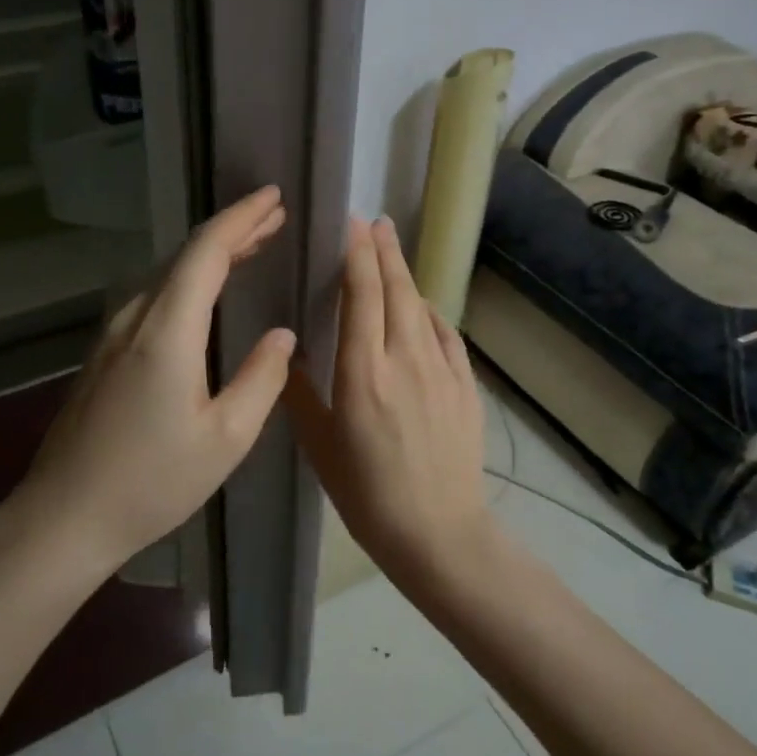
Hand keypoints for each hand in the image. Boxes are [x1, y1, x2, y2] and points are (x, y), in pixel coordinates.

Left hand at [14, 185, 295, 568]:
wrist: (65, 516)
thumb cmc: (152, 482)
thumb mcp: (226, 438)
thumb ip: (261, 379)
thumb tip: (283, 335)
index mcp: (167, 332)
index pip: (207, 253)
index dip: (242, 219)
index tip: (274, 199)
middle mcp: (136, 319)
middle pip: (185, 256)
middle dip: (232, 230)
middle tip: (274, 217)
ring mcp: (113, 334)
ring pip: (166, 274)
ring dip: (210, 254)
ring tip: (251, 246)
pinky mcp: (104, 353)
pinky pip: (153, 296)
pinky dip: (188, 280)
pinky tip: (205, 293)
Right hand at [286, 216, 494, 575]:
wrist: (438, 533)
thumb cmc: (367, 495)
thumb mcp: (320, 446)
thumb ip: (302, 393)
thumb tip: (290, 352)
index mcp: (363, 372)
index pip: (361, 296)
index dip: (357, 255)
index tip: (351, 225)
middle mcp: (405, 359)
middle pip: (396, 290)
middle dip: (384, 250)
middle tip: (374, 222)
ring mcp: (442, 370)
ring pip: (423, 307)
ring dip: (406, 276)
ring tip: (392, 254)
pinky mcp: (465, 386)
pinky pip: (447, 335)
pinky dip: (431, 313)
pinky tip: (423, 310)